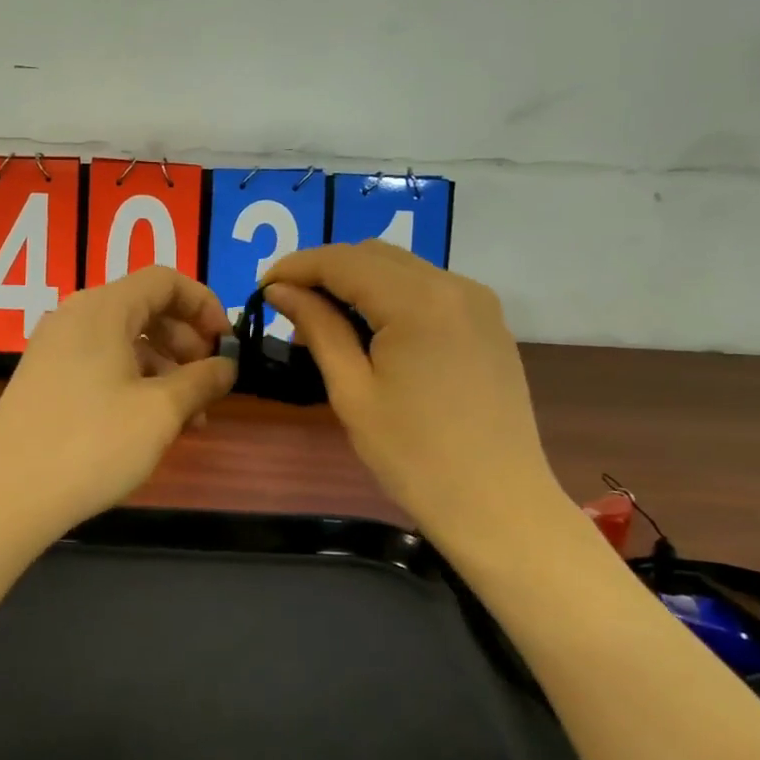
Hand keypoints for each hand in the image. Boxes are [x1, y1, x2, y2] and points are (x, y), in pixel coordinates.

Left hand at [0, 265, 236, 544]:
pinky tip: (149, 424)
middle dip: (186, 342)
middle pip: (144, 308)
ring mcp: (54, 348)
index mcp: (102, 309)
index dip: (204, 304)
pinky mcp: (44, 379)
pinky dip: (133, 382)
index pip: (164, 280)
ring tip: (189, 418)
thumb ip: (201, 381)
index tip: (226, 343)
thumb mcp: (160, 412)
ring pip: (124, 341)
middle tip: (209, 384)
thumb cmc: (92, 445)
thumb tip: (227, 366)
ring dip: (163, 370)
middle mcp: (74, 317)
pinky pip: (100, 363)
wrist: (7, 496)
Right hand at [263, 242, 568, 558]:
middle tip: (288, 308)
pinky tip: (370, 331)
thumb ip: (318, 329)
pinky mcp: (488, 323)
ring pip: (402, 269)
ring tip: (323, 322)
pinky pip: (428, 290)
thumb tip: (281, 290)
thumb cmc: (413, 456)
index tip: (262, 288)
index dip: (296, 267)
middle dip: (325, 272)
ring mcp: (478, 303)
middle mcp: (454, 286)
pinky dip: (390, 297)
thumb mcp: (353, 392)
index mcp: (419, 301)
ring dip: (357, 283)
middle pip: (374, 255)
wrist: (497, 505)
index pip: (343, 261)